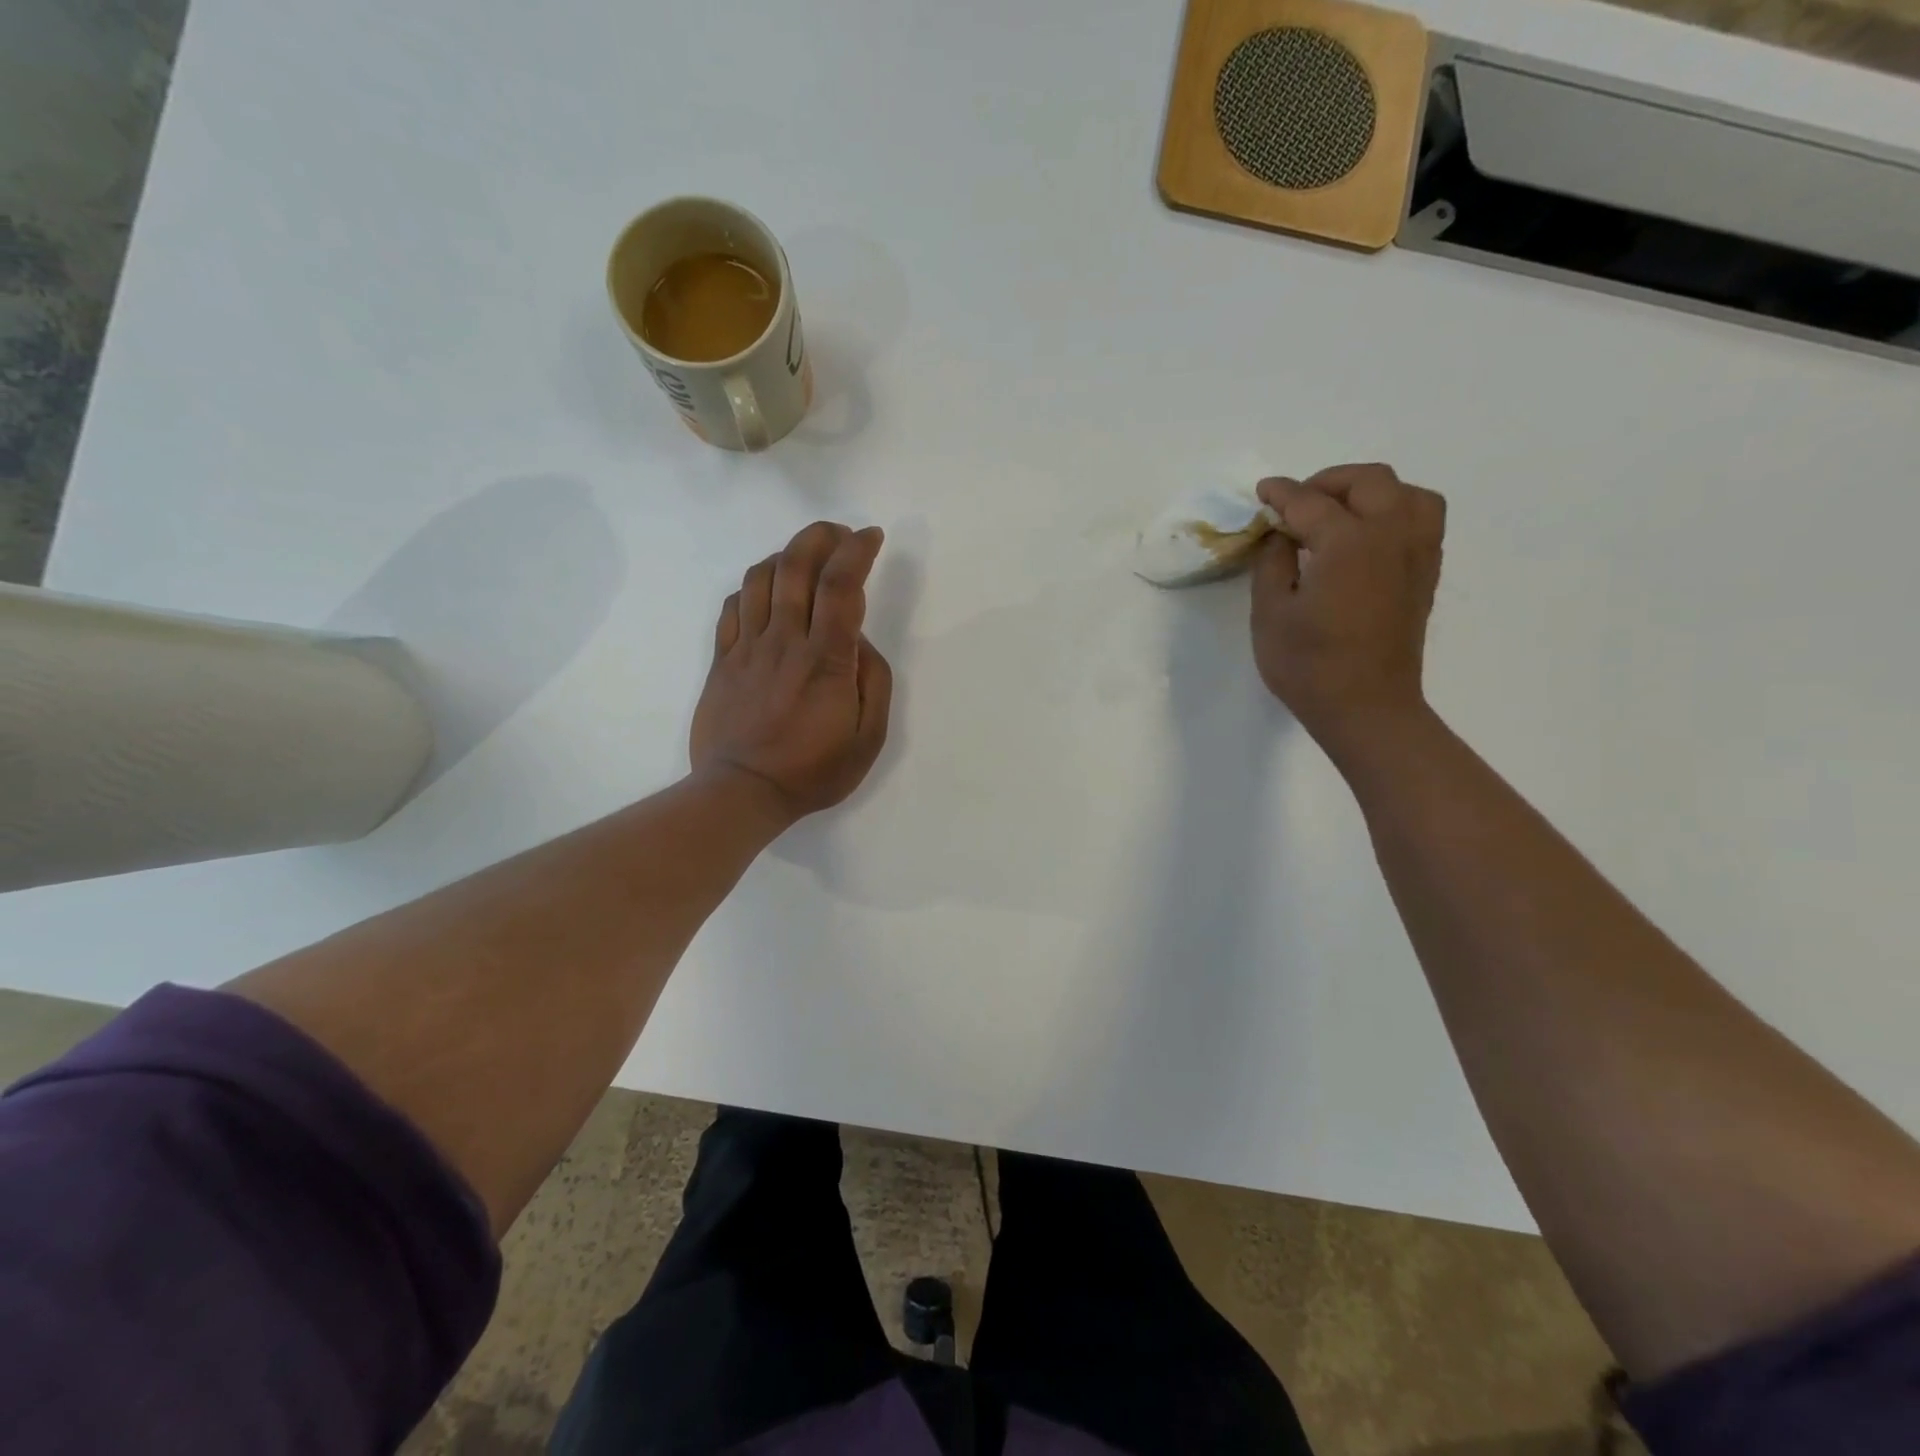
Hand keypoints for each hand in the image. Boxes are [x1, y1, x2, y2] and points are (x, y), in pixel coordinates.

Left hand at [690, 521, 893, 827]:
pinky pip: (733, 606)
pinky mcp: (722, 659)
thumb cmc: (813, 770)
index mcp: (825, 660)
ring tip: (805, 560)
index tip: (871, 537)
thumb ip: (874, 682)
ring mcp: (748, 647)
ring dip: (786, 554)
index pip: (841, 585)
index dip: (857, 550)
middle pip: (796, 565)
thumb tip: (859, 642)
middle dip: (820, 536)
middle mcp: (785, 641)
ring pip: (760, 577)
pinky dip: (752, 586)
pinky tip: (767, 593)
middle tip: (839, 535)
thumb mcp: (869, 737)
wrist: (742, 792)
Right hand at [1250, 465, 1445, 758]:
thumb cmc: (1309, 665)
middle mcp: (1391, 534)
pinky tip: (1366, 538)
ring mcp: (1417, 553)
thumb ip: (1273, 562)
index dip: (1281, 494)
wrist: (1366, 708)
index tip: (1262, 492)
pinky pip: (1422, 520)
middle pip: (1368, 482)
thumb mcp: (1270, 613)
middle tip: (1297, 504)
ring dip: (1370, 493)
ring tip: (1339, 514)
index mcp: (1348, 542)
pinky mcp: (1426, 575)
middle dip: (1328, 482)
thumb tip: (1281, 536)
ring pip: (1407, 493)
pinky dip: (1394, 513)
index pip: (1309, 502)